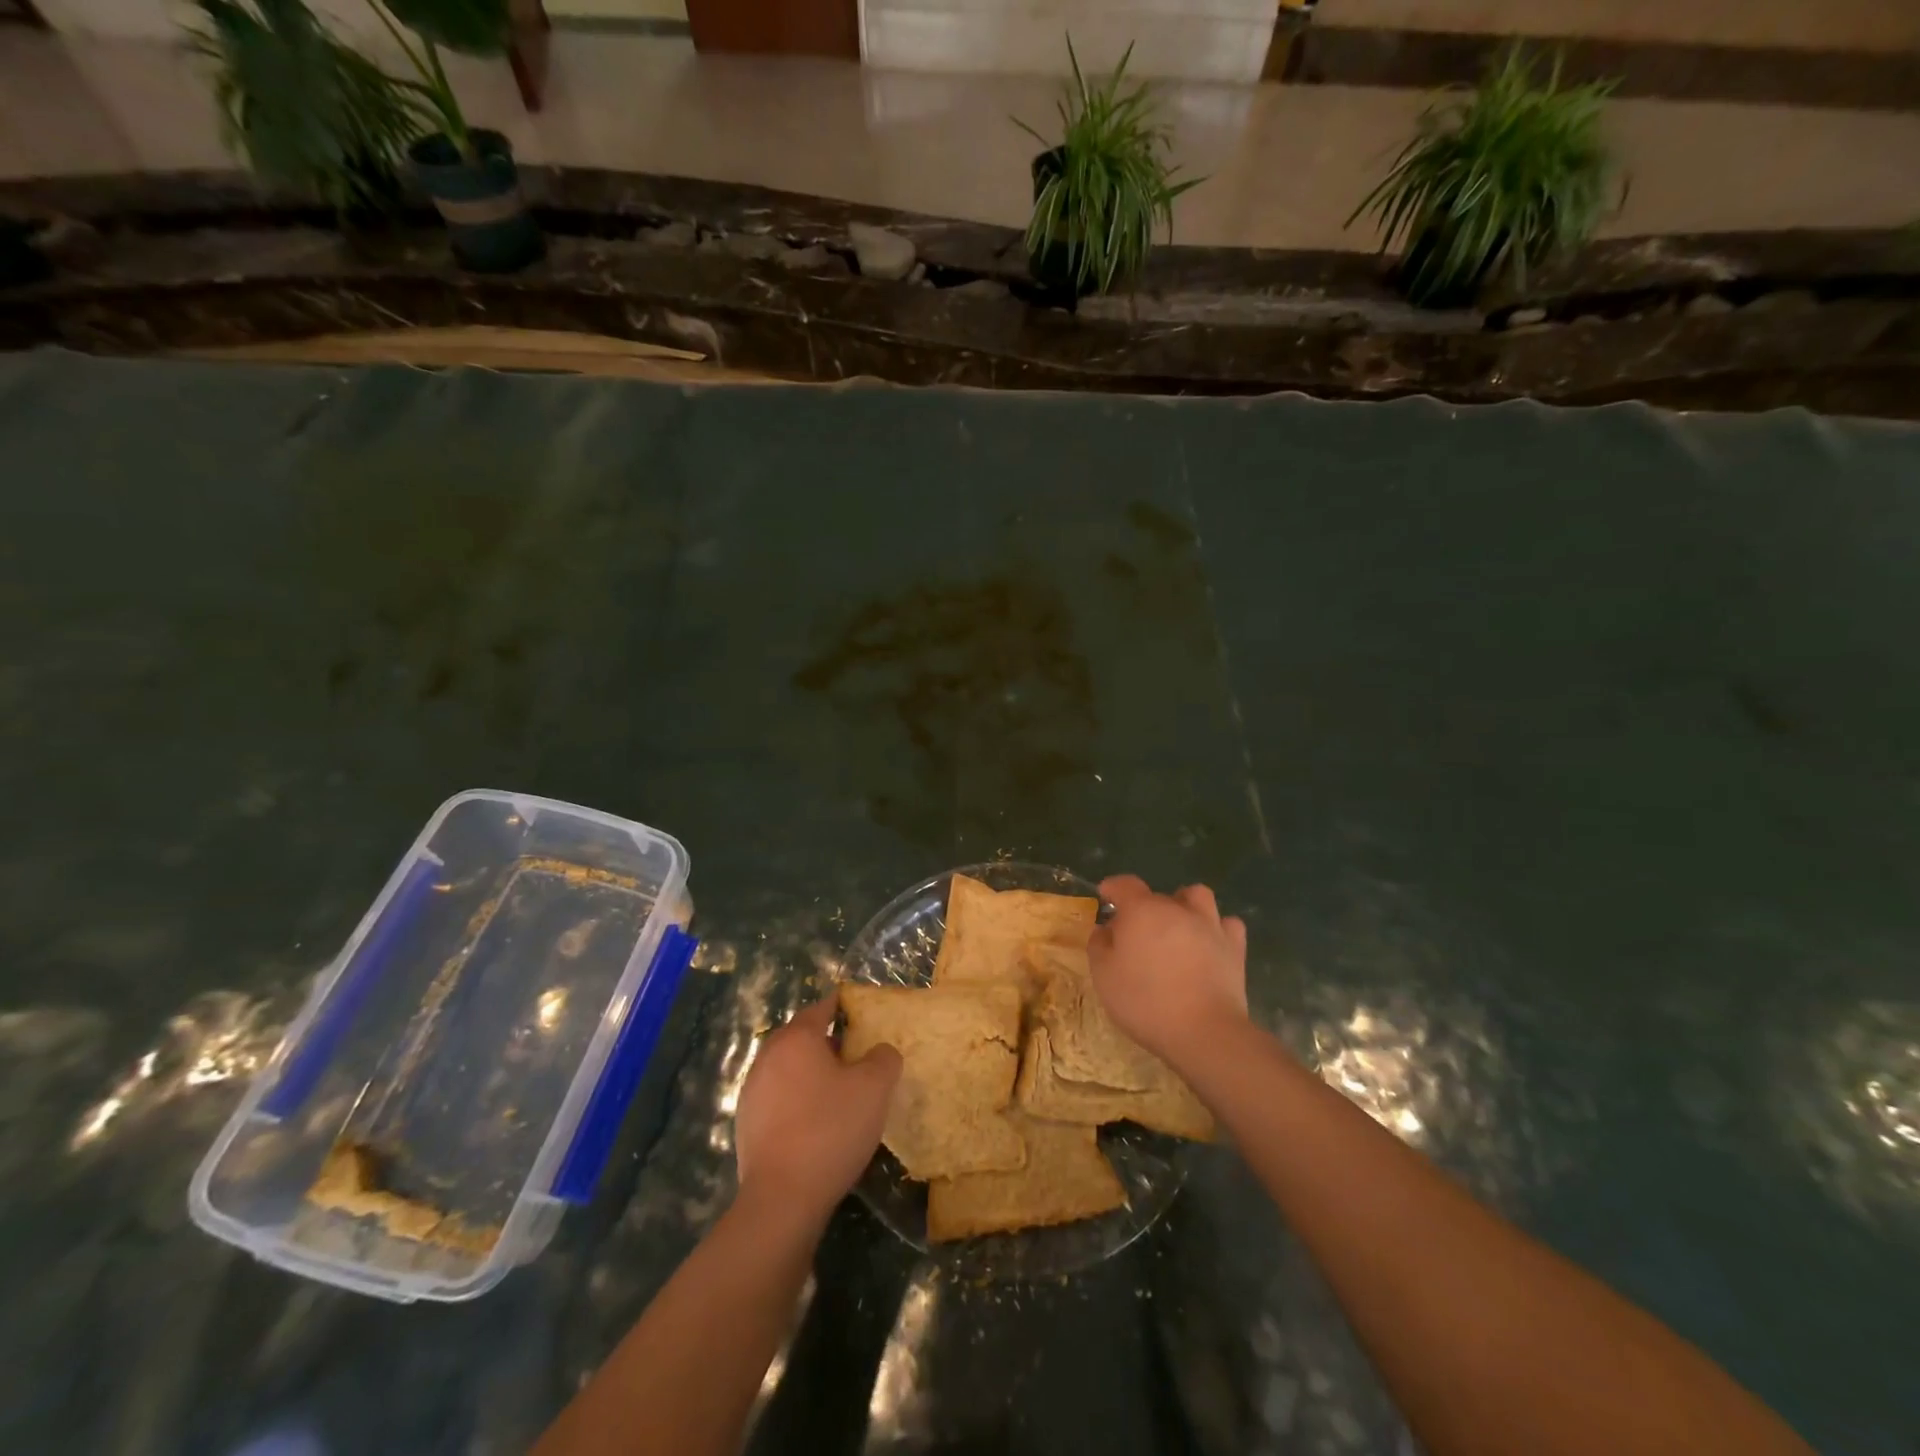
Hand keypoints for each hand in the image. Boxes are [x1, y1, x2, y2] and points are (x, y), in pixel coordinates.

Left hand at [734, 992, 900, 1225]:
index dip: (841, 1007)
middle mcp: (768, 1057)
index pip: (820, 1009)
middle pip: (801, 1038)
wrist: (782, 1199)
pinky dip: (797, 1101)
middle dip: (827, 1043)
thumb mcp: (874, 1088)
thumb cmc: (830, 1129)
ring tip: (839, 1092)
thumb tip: (880, 1052)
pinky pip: (778, 1099)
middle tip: (856, 1056)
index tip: (859, 1013)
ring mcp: (752, 1092)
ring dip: (811, 1074)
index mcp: (796, 1039)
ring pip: (788, 1069)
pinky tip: (817, 1124)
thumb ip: (884, 1058)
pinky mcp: (746, 1125)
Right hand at [1086, 876, 1248, 1074]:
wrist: (1204, 1032)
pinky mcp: (1235, 948)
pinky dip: (1216, 928)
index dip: (1113, 887)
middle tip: (1136, 932)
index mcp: (1142, 911)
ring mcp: (1210, 925)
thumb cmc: (1145, 1002)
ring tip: (1177, 925)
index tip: (1105, 896)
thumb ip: (1099, 946)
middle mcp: (1177, 909)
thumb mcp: (1104, 976)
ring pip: (1198, 897)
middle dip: (1144, 907)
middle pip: (1158, 895)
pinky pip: (1227, 924)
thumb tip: (1105, 930)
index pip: (1125, 884)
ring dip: (1185, 905)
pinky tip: (1208, 942)